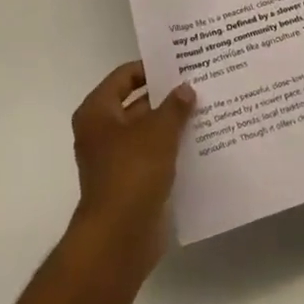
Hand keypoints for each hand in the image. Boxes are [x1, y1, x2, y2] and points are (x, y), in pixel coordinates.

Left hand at [67, 61, 195, 280]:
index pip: (124, 76)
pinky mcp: (130, 184)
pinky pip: (153, 157)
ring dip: (171, 124)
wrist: (118, 239)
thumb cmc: (132, 173)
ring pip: (147, 132)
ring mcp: (115, 160)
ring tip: (205, 110)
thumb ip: (174, 106)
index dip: (150, 69)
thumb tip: (185, 88)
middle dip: (166, 97)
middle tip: (198, 85)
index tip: (179, 65)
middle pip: (136, 104)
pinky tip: (199, 143)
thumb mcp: (158, 131)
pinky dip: (171, 150)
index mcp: (98, 112)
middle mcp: (102, 132)